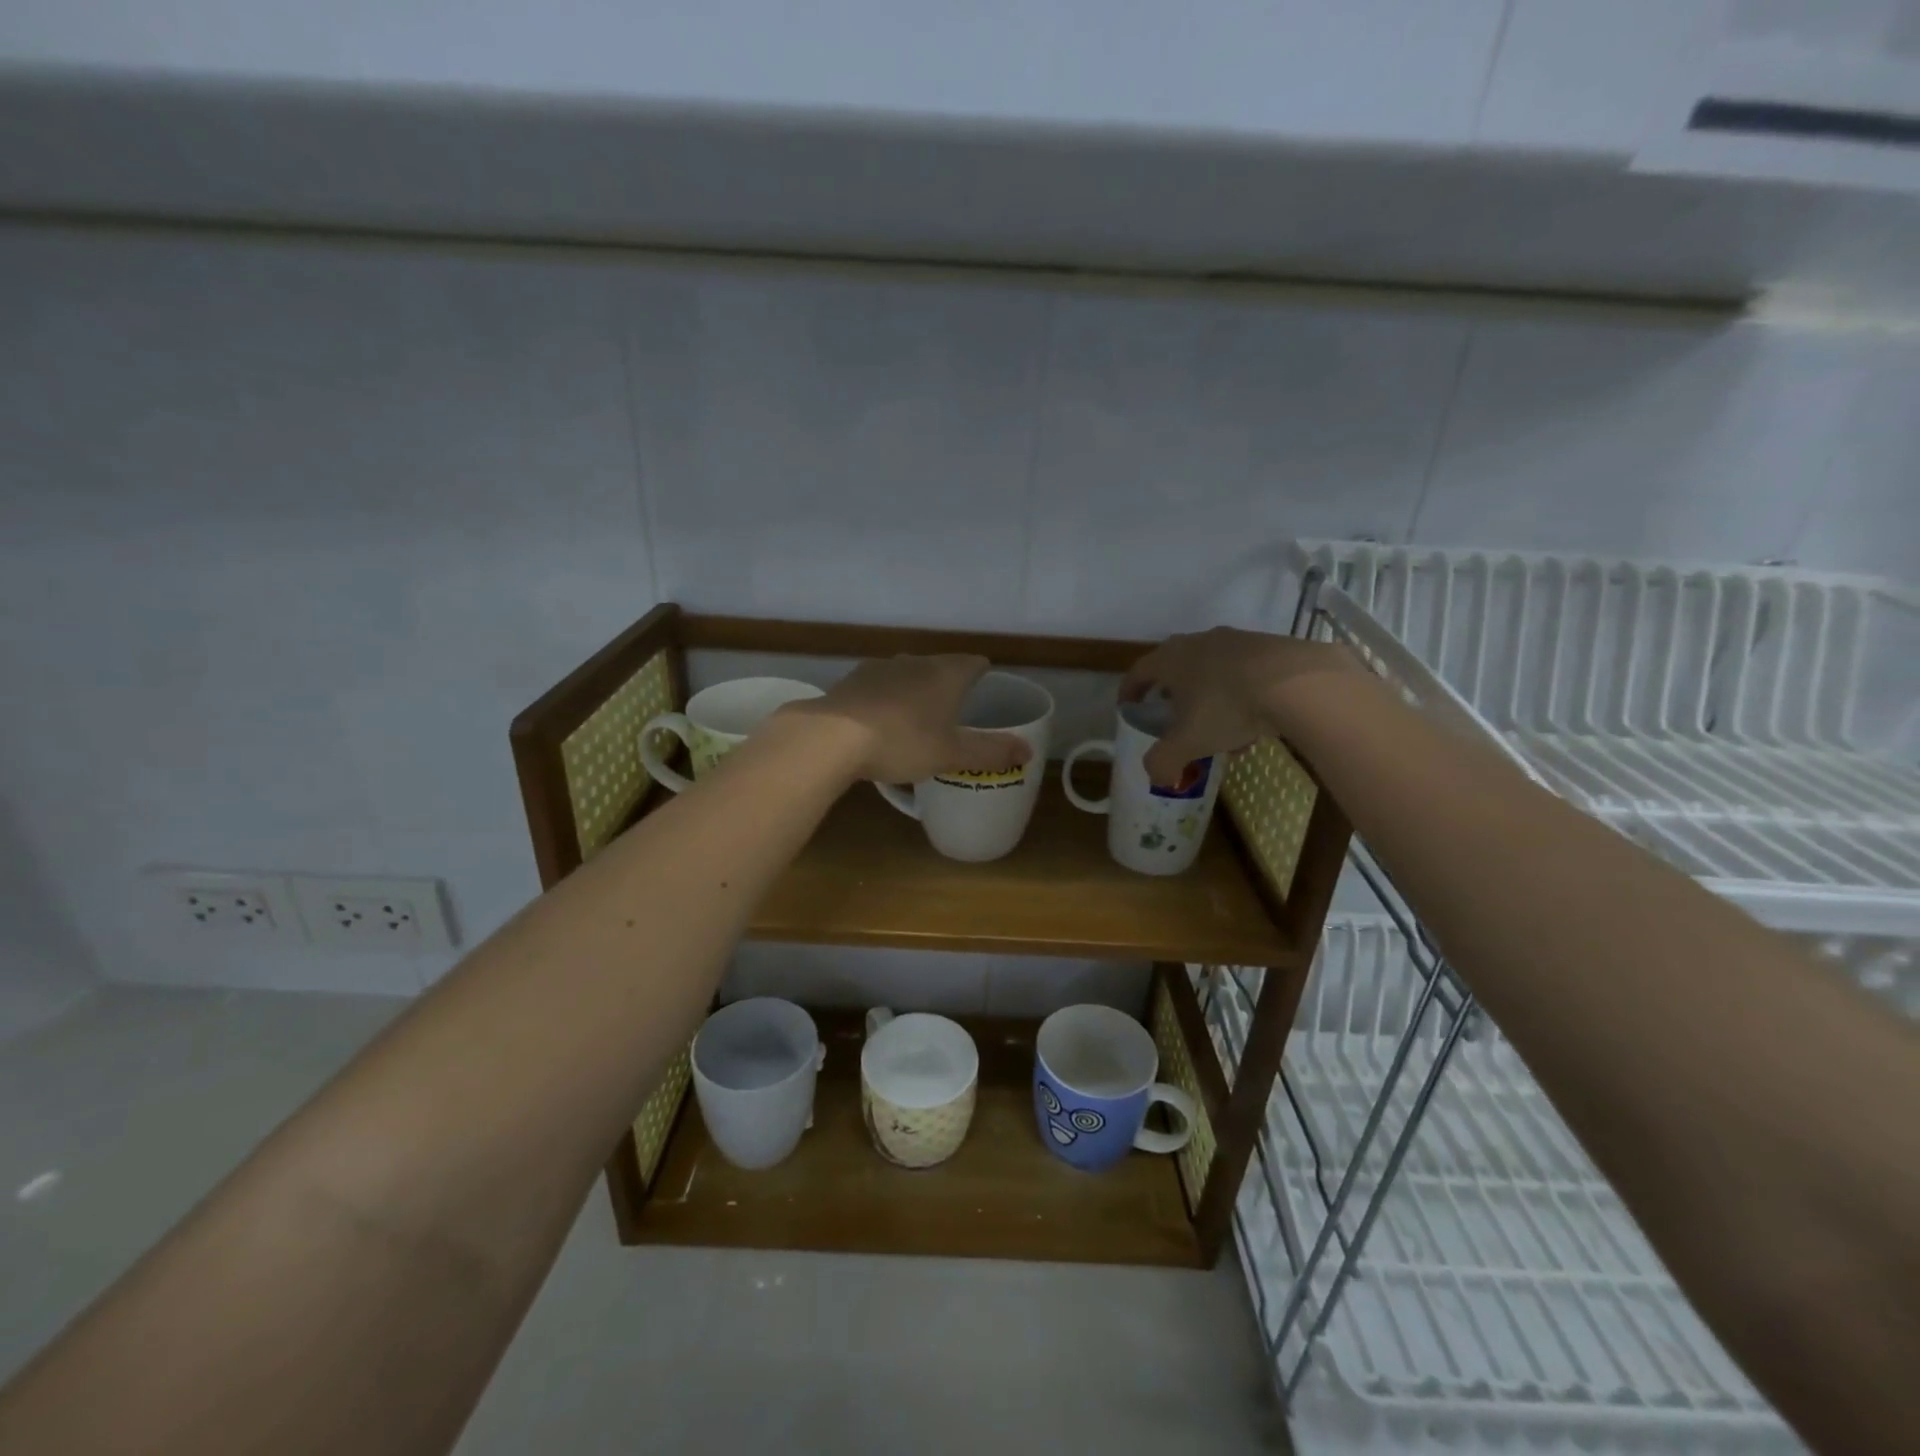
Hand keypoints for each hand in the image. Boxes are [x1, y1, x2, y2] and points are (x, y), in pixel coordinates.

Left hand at [788, 654, 1031, 784]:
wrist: (831, 737)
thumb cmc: (903, 742)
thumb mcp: (952, 753)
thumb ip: (990, 752)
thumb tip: (1027, 752)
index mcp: (945, 674)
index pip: (973, 663)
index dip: (982, 673)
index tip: (986, 686)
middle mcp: (914, 662)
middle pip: (939, 666)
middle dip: (948, 684)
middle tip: (955, 710)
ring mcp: (878, 668)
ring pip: (906, 675)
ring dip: (914, 691)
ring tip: (917, 717)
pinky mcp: (851, 682)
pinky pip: (877, 688)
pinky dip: (885, 700)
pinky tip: (880, 721)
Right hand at [1121, 628, 1364, 785]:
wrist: (1297, 682)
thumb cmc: (1227, 707)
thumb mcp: (1188, 743)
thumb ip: (1163, 761)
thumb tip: (1157, 776)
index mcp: (1170, 658)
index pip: (1139, 672)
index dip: (1130, 692)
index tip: (1129, 709)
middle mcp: (1198, 642)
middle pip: (1176, 669)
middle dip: (1173, 696)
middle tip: (1175, 720)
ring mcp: (1236, 640)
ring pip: (1212, 672)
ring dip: (1209, 700)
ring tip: (1221, 732)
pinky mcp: (1269, 646)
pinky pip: (1243, 673)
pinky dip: (1240, 696)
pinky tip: (1254, 723)